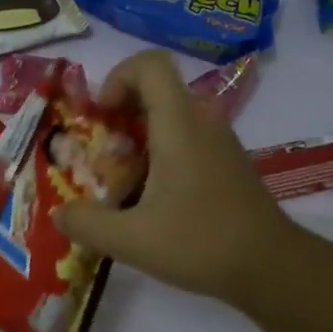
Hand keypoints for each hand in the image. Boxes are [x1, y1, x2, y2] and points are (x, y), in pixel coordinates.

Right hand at [54, 50, 293, 308]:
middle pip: (157, 88)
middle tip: (103, 150)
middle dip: (121, 111)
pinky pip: (187, 136)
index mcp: (179, 125)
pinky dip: (161, 151)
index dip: (118, 77)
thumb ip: (87, 224)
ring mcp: (220, 140)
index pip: (150, 64)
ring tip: (123, 179)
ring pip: (172, 114)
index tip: (102, 114)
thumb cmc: (201, 243)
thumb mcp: (132, 240)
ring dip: (140, 134)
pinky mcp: (227, 161)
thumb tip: (59, 214)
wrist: (273, 267)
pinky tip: (153, 196)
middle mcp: (202, 121)